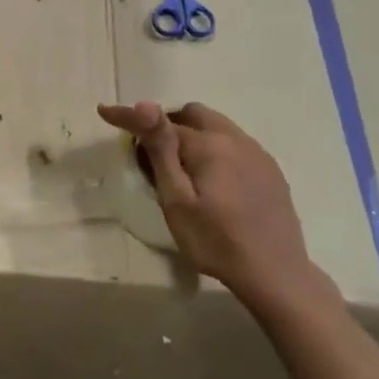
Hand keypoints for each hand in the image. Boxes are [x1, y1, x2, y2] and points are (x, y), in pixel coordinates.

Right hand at [97, 100, 326, 310]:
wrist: (274, 273)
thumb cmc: (214, 241)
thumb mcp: (177, 199)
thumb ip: (161, 150)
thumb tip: (145, 105)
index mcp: (208, 145)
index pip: (161, 121)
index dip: (130, 117)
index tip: (104, 111)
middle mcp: (235, 139)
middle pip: (193, 115)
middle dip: (167, 123)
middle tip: (150, 154)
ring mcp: (257, 154)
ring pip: (216, 127)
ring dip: (192, 135)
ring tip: (180, 169)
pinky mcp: (270, 171)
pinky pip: (235, 144)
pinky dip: (214, 149)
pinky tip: (212, 181)